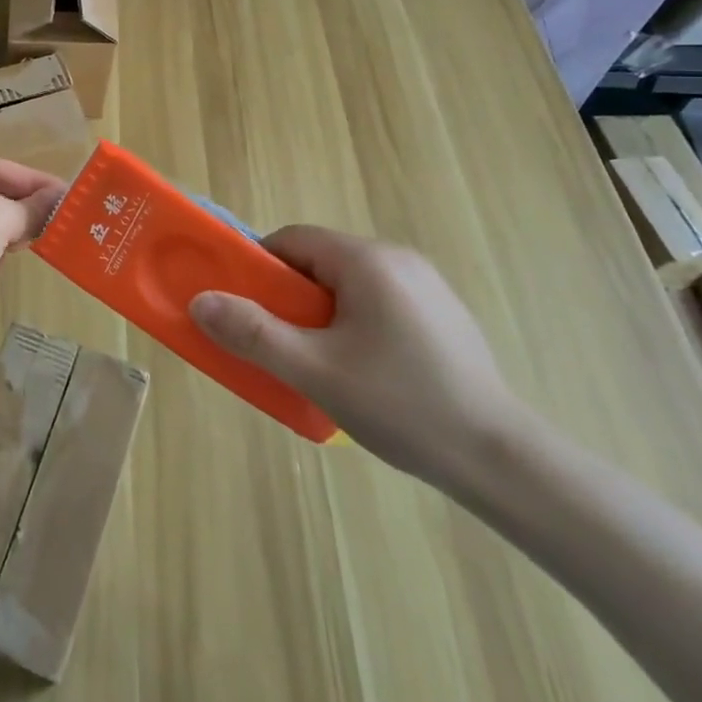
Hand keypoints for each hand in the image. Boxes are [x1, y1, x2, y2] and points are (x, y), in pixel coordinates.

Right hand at [189, 226, 530, 490]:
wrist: (501, 461)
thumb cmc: (401, 405)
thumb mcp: (315, 371)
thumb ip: (253, 334)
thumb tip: (200, 302)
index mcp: (367, 261)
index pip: (292, 240)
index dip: (259, 269)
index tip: (245, 308)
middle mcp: (398, 259)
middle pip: (319, 261)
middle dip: (289, 297)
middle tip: (279, 344)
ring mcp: (426, 286)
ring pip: (348, 285)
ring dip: (320, 314)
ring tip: (318, 364)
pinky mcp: (442, 314)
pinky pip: (378, 303)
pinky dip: (354, 324)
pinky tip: (364, 372)